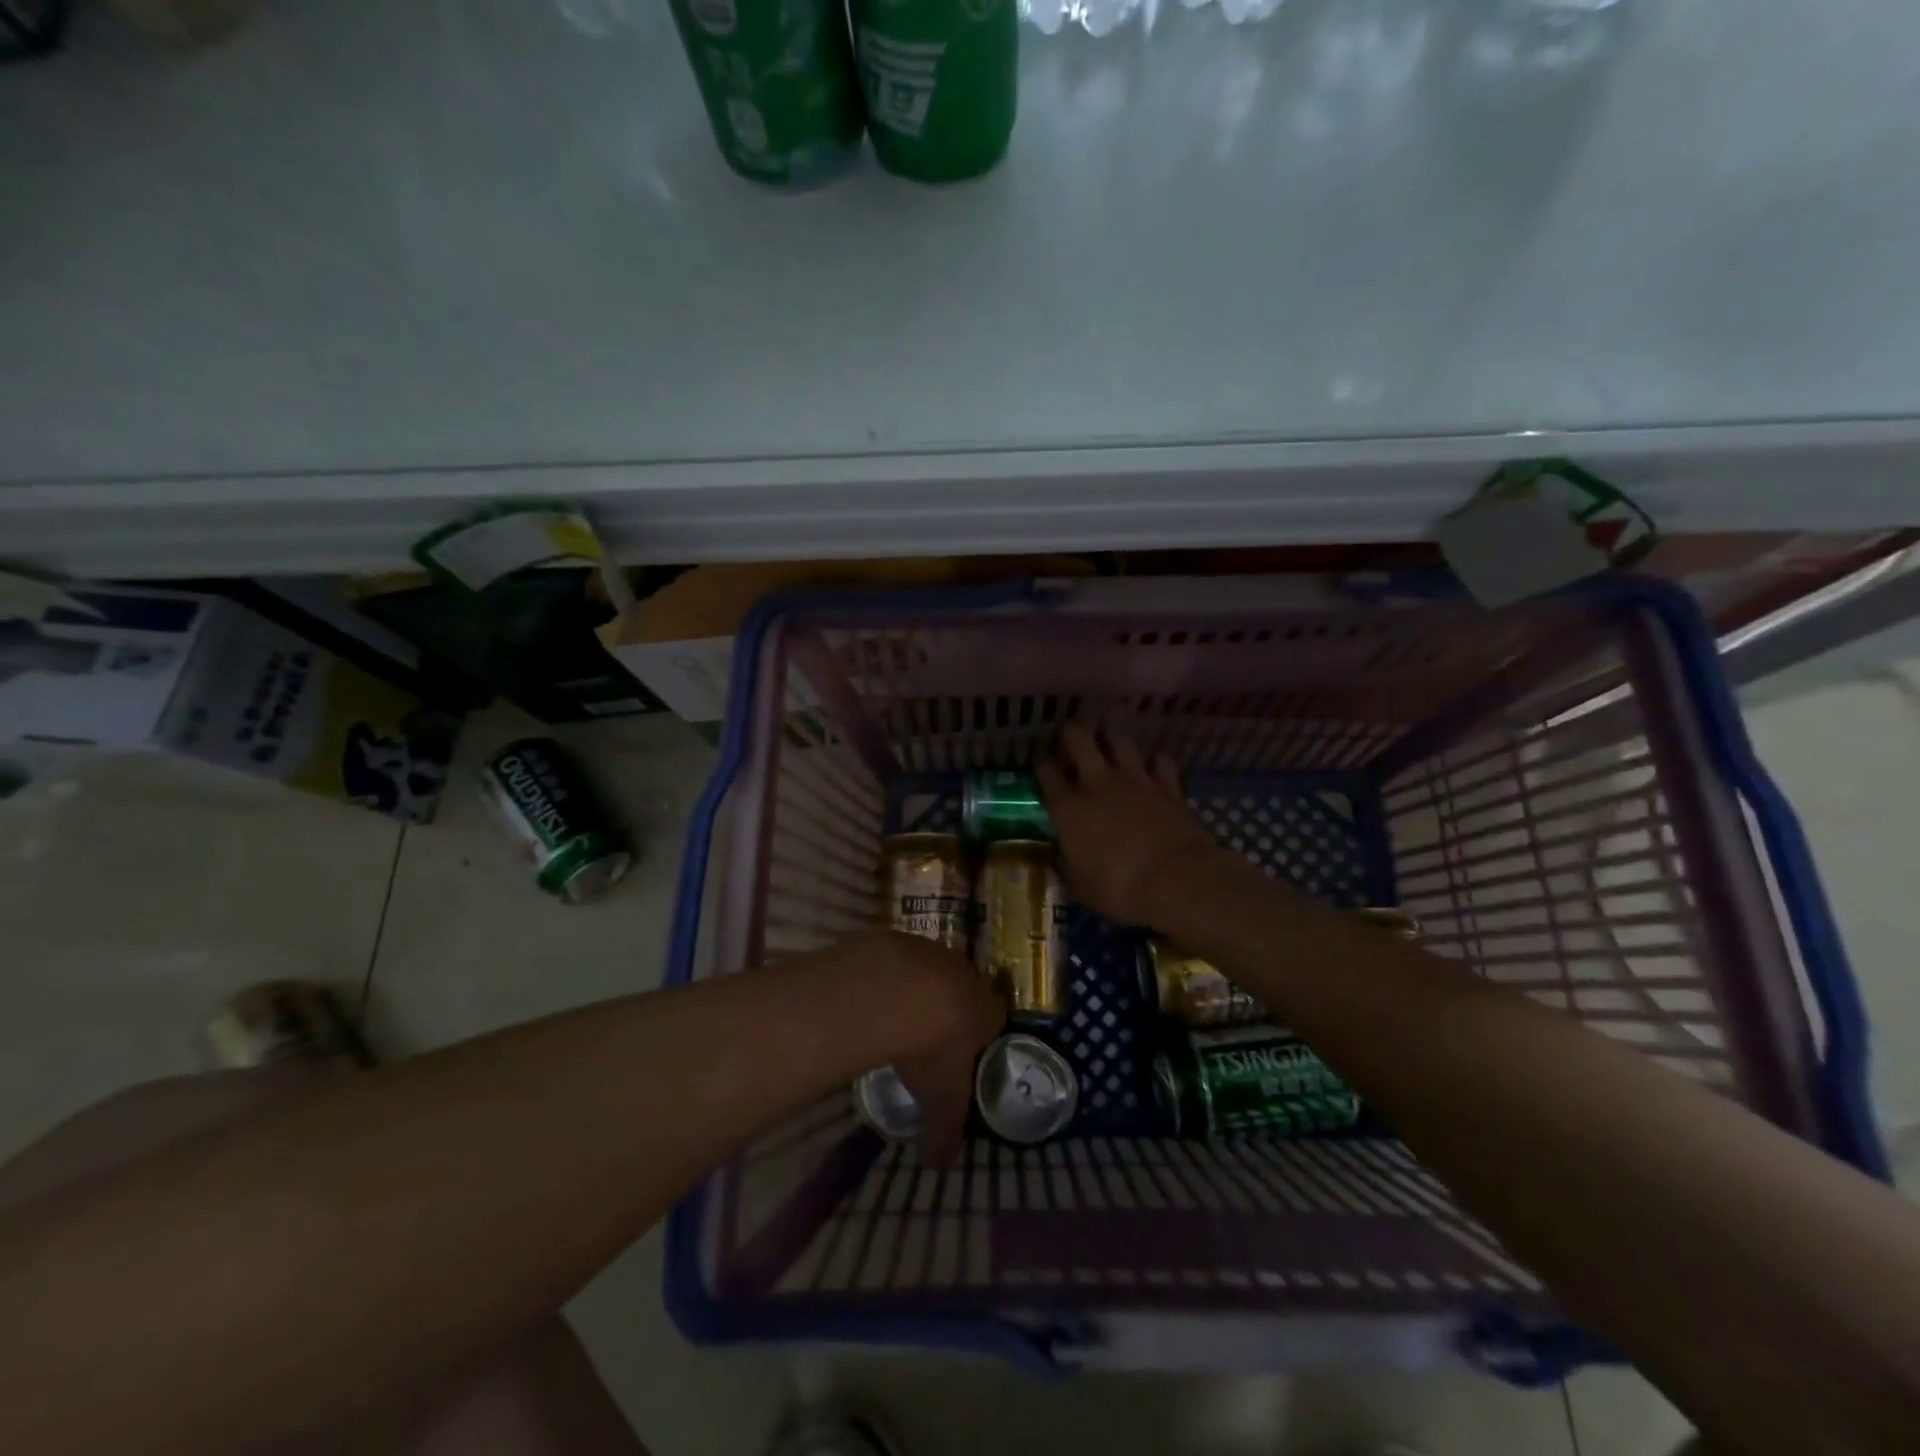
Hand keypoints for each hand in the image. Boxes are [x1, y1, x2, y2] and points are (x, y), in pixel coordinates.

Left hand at [837, 930, 1004, 1166]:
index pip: (992, 1016)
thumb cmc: (930, 1049)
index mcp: (985, 1009)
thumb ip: (945, 1132)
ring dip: (916, 987)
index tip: (959, 1051)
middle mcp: (964, 973)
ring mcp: (931, 951)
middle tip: (925, 1033)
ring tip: (892, 1015)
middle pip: (962, 988)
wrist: (893, 991)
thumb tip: (940, 1168)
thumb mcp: (941, 1100)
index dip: (977, 1032)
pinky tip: (870, 996)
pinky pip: (897, 958)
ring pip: (930, 969)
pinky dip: (887, 974)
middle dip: (947, 1007)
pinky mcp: (899, 938)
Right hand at [1036, 723, 1223, 929]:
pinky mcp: (1168, 786)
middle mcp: (1098, 784)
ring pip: (1119, 740)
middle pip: (1079, 739)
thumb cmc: (1119, 889)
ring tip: (1109, 743)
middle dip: (1071, 734)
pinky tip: (1153, 769)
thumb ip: (1068, 864)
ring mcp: (1135, 780)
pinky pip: (1160, 761)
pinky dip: (1155, 763)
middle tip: (1070, 739)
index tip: (1045, 769)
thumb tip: (1065, 855)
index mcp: (1068, 808)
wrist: (1177, 880)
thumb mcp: (1080, 886)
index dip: (1043, 766)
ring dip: (1112, 739)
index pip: (1047, 772)